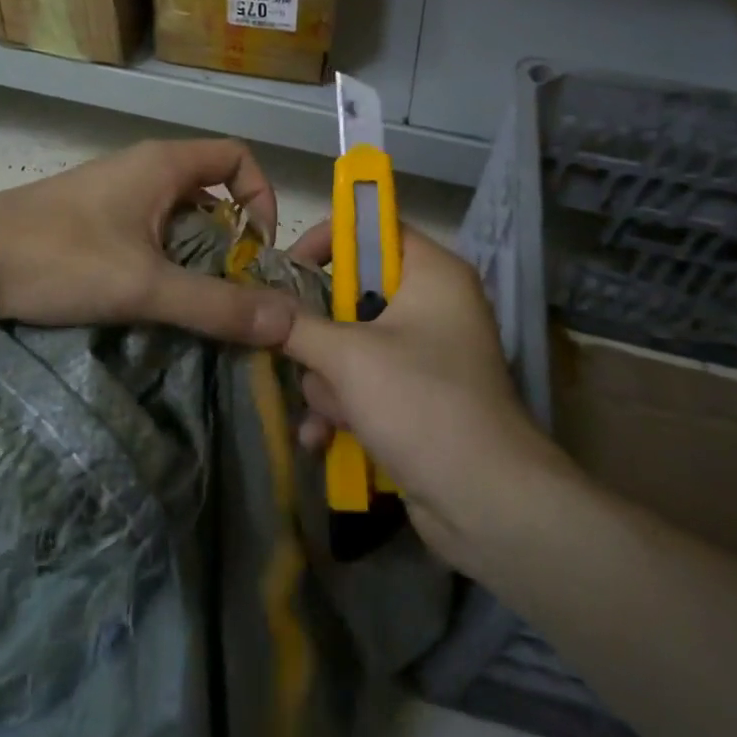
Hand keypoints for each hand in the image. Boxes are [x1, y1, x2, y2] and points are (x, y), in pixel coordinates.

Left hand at [0, 138, 299, 346]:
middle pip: (210, 190)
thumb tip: (289, 321)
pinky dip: (161, 259)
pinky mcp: (88, 218)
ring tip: (191, 303)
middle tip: (229, 291)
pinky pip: (145, 230)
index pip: (238, 157)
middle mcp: (142, 168)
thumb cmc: (60, 259)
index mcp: (163, 164)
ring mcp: (111, 192)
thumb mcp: (145, 286)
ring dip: (194, 255)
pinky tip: (147, 299)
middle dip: (230, 239)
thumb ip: (217, 305)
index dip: (261, 197)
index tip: (257, 250)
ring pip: (176, 215)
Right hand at [283, 223, 573, 567]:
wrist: (487, 506)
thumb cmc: (422, 403)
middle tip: (294, 350)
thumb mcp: (348, 357)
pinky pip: (364, 386)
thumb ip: (295, 325)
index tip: (288, 270)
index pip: (374, 230)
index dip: (329, 241)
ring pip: (351, 347)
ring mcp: (426, 356)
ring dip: (327, 383)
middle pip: (354, 295)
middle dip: (320, 336)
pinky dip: (343, 409)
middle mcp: (433, 307)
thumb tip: (249, 305)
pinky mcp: (417, 400)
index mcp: (433, 274)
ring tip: (327, 414)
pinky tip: (321, 439)